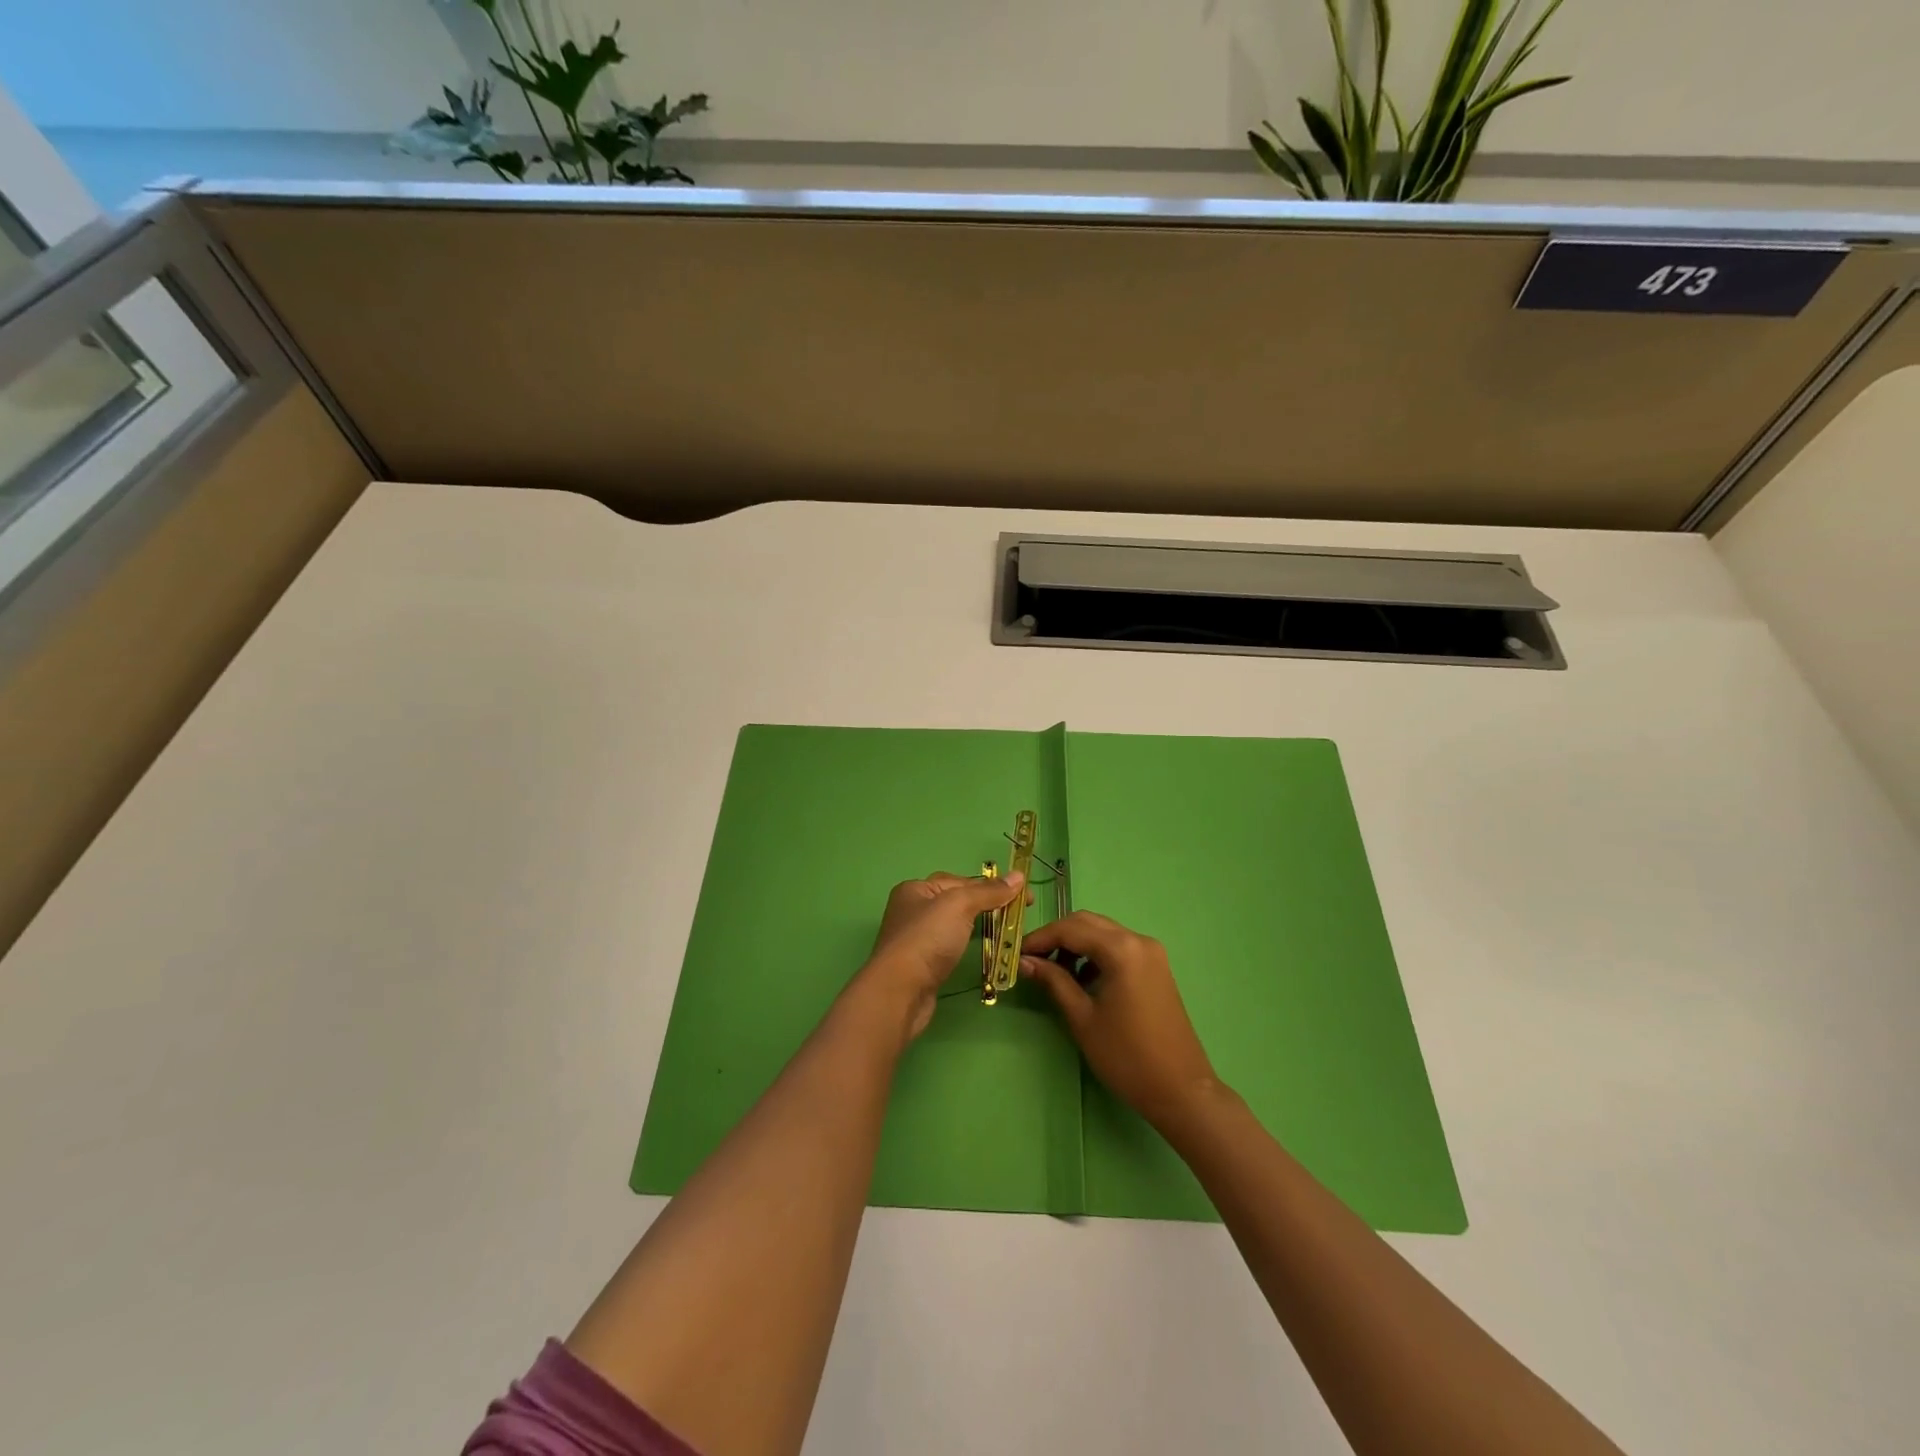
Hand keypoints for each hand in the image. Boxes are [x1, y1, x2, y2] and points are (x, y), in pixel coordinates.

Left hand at [859, 871, 1025, 1040]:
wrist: (900, 992)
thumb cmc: (927, 939)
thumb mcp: (960, 905)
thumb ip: (989, 891)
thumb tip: (1019, 876)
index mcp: (916, 889)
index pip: (961, 880)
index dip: (992, 886)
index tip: (1024, 897)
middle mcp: (912, 910)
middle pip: (957, 902)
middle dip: (986, 905)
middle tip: (1017, 916)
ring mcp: (916, 939)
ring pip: (954, 925)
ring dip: (979, 926)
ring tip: (1006, 933)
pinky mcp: (922, 965)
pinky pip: (951, 947)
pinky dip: (968, 946)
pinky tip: (982, 951)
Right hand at [1021, 911, 1220, 1131]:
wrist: (1180, 1089)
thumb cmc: (1126, 1056)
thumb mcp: (1082, 1018)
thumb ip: (1054, 981)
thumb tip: (1025, 961)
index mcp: (1122, 950)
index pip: (1071, 929)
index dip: (1040, 938)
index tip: (1016, 953)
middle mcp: (1139, 940)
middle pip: (1088, 923)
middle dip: (1057, 936)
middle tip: (1032, 959)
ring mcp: (1152, 953)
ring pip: (1103, 933)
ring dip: (1076, 944)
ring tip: (1054, 972)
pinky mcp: (1156, 967)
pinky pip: (1118, 947)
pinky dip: (1095, 954)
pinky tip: (1082, 979)